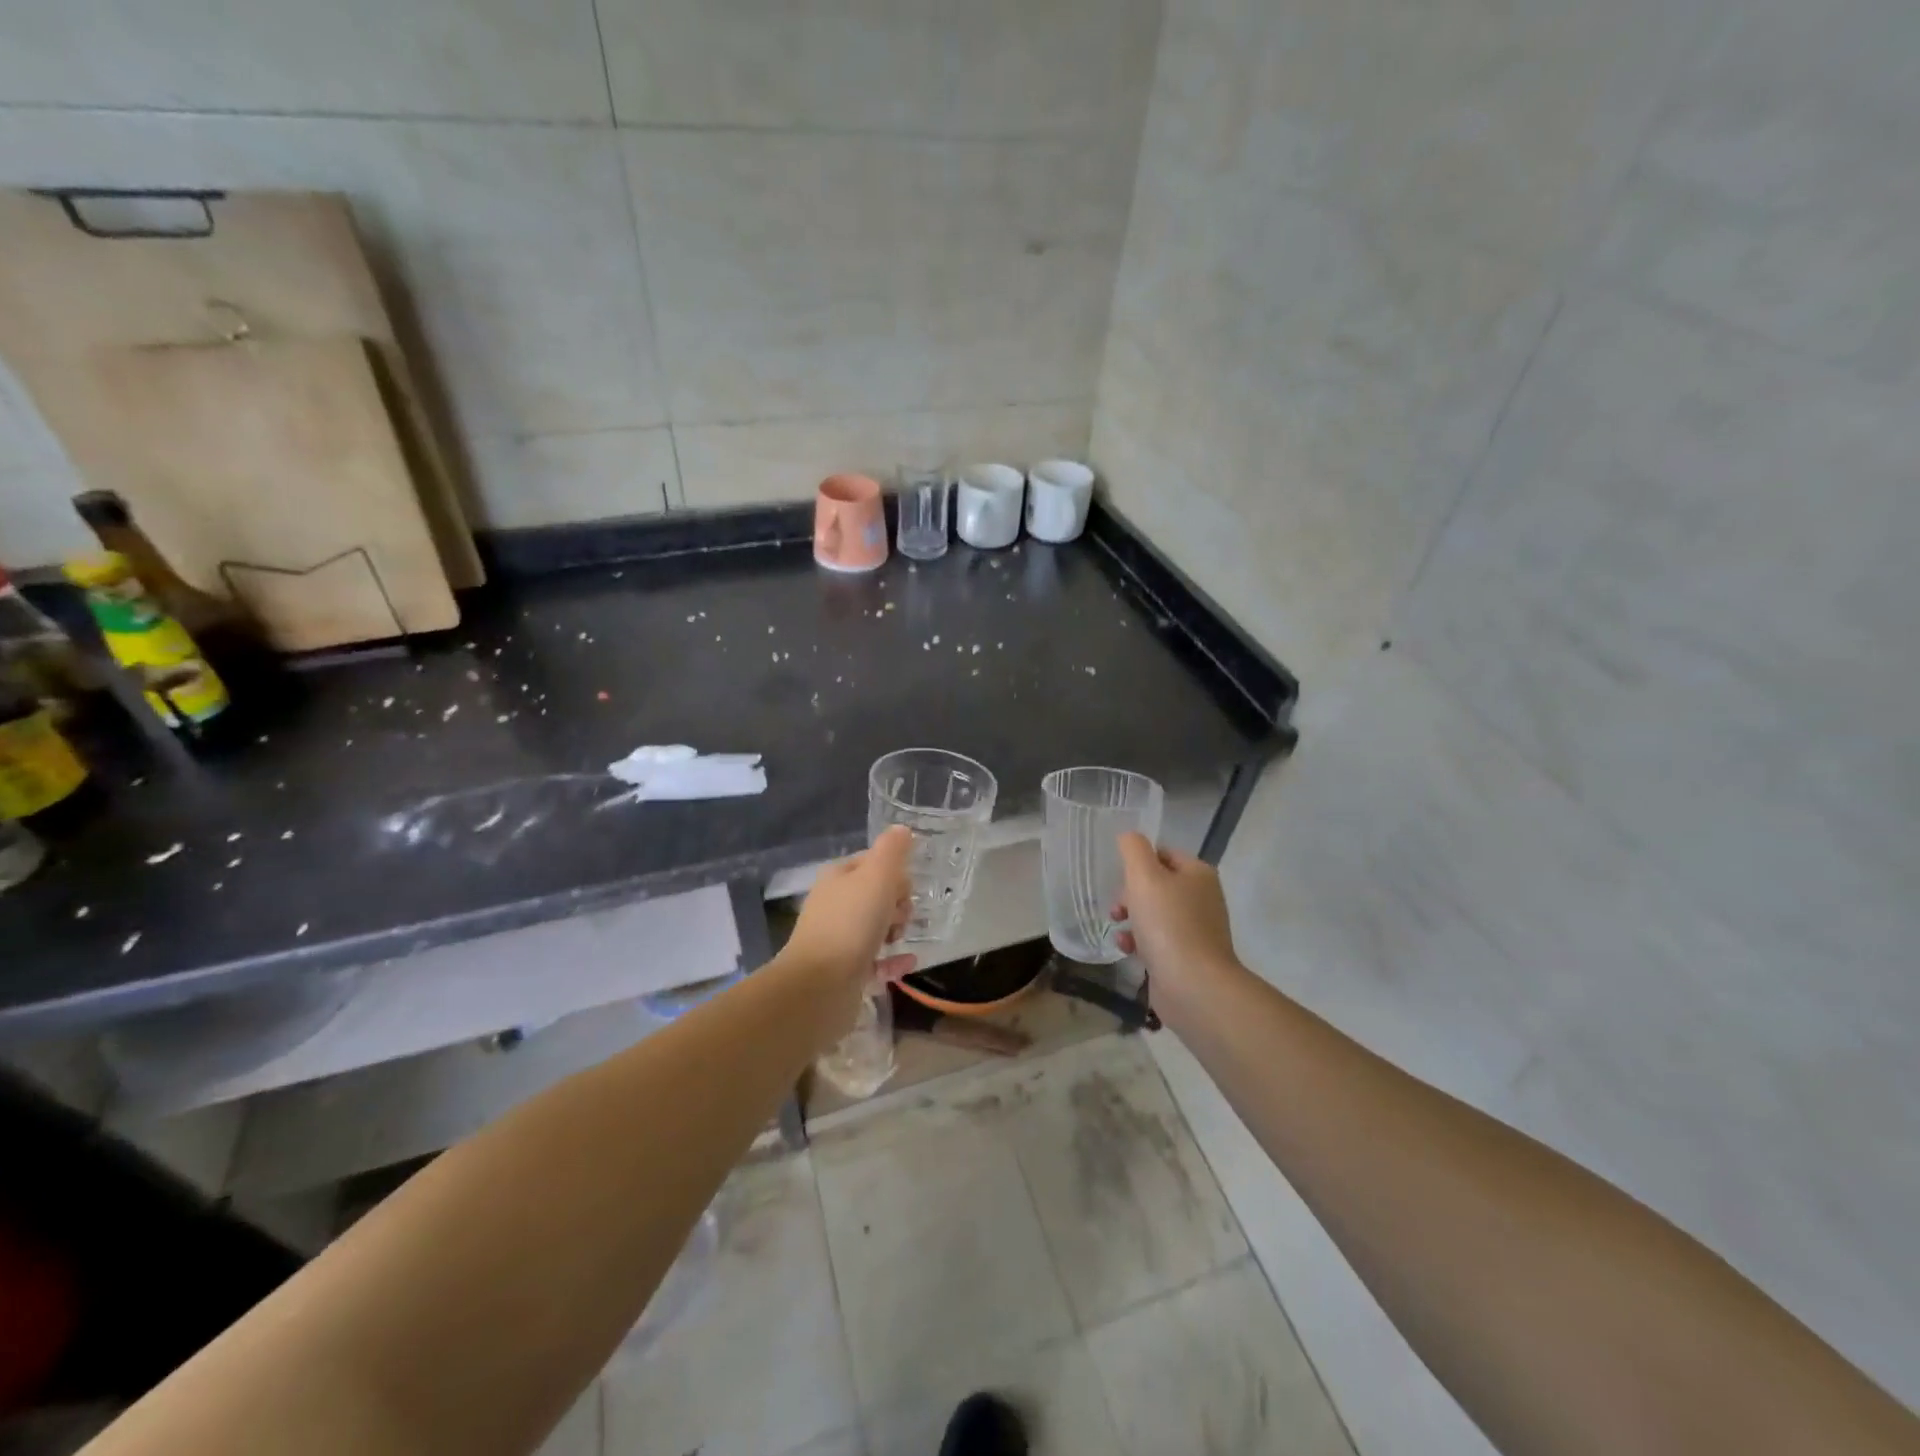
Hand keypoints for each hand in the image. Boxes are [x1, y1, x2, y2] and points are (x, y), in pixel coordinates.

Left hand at [782, 826, 917, 1002]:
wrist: (820, 985)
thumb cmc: (851, 923)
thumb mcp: (877, 876)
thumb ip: (892, 851)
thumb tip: (902, 829)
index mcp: (838, 877)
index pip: (872, 862)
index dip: (894, 872)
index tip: (905, 887)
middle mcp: (834, 904)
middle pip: (876, 894)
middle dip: (897, 903)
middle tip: (900, 916)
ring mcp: (837, 938)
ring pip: (875, 926)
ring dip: (895, 929)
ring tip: (899, 938)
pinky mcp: (844, 970)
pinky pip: (875, 960)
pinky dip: (893, 960)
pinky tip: (908, 962)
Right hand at [1111, 834, 1240, 1011]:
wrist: (1194, 986)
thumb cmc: (1168, 924)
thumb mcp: (1144, 876)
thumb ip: (1133, 849)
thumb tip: (1129, 836)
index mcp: (1198, 874)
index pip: (1163, 853)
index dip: (1137, 862)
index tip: (1119, 878)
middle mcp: (1202, 898)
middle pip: (1157, 884)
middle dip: (1130, 893)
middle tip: (1118, 907)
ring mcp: (1197, 930)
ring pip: (1154, 913)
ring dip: (1131, 918)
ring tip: (1118, 928)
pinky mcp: (1187, 957)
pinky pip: (1158, 940)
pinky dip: (1140, 942)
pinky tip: (1127, 950)